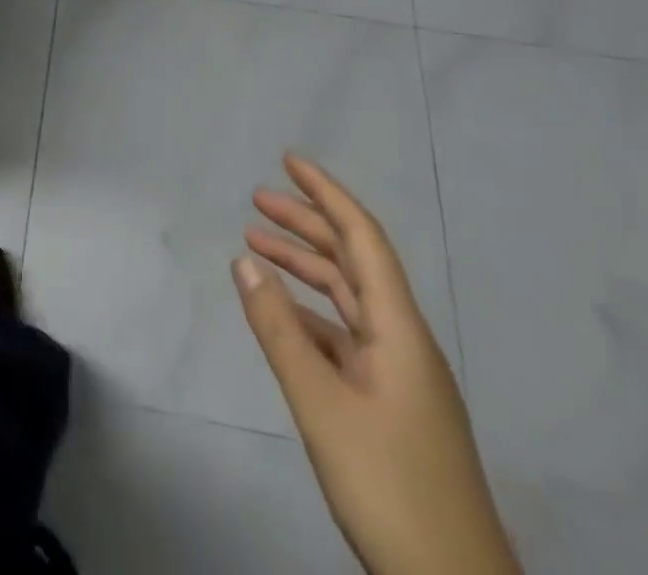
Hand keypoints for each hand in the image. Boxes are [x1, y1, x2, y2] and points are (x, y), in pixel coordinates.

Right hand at [232, 154, 518, 574]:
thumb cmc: (390, 487)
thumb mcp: (322, 405)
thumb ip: (280, 330)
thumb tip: (244, 259)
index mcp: (399, 329)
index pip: (362, 238)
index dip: (327, 193)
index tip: (289, 161)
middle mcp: (403, 340)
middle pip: (353, 262)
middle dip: (307, 224)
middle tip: (257, 200)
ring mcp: (400, 375)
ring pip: (347, 299)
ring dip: (305, 268)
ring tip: (257, 245)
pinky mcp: (391, 405)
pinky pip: (345, 337)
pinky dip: (310, 314)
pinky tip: (280, 315)